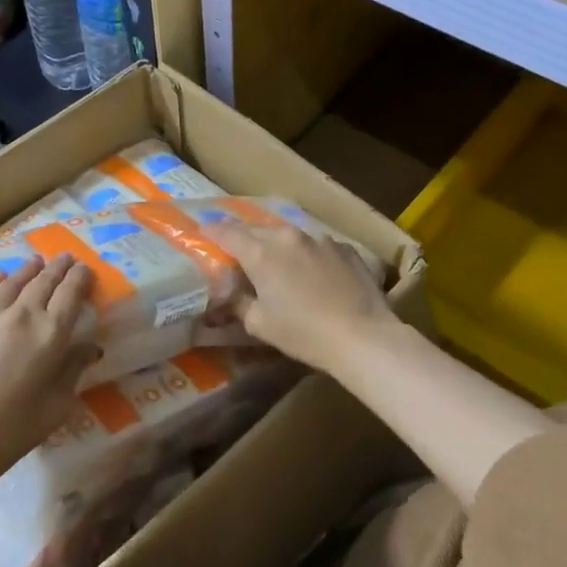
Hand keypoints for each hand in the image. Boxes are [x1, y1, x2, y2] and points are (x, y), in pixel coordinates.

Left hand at [0, 255, 96, 486]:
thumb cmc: (10, 432)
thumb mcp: (56, 407)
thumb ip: (73, 370)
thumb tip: (89, 347)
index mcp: (50, 334)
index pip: (70, 293)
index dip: (80, 278)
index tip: (84, 269)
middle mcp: (18, 314)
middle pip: (42, 281)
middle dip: (57, 268)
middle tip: (65, 258)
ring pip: (10, 282)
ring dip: (27, 271)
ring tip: (36, 263)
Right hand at [215, 224, 397, 374]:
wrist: (363, 336)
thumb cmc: (303, 333)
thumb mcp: (259, 324)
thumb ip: (240, 302)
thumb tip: (232, 293)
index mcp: (261, 253)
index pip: (227, 232)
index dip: (212, 231)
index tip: (204, 233)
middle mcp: (288, 237)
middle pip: (257, 230)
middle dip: (244, 238)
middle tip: (237, 251)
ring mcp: (320, 239)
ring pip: (288, 236)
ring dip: (277, 246)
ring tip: (277, 262)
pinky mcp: (344, 248)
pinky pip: (316, 246)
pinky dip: (307, 255)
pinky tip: (312, 274)